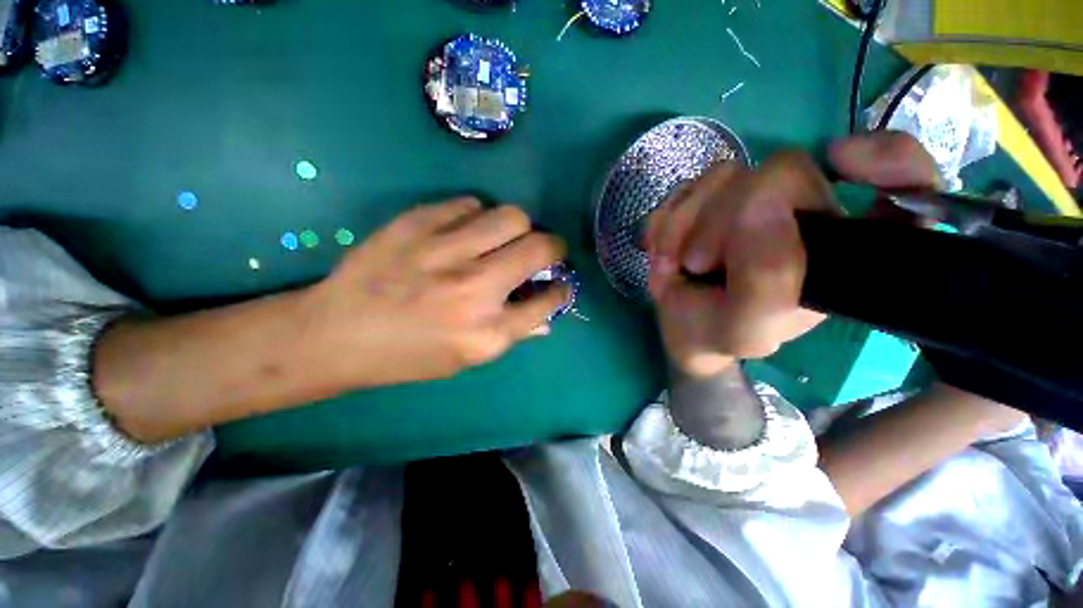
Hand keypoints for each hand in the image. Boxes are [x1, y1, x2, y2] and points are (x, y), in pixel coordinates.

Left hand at [305, 197, 569, 387]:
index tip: (560, 283)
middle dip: (554, 248)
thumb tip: (545, 316)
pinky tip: (467, 230)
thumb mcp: (465, 359)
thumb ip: (511, 334)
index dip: (561, 290)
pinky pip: (469, 204)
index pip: (548, 301)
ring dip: (519, 227)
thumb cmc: (407, 355)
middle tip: (544, 251)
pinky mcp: (417, 224)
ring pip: (511, 216)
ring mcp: (445, 252)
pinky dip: (478, 215)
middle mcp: (474, 289)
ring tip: (505, 238)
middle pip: (540, 248)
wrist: (336, 334)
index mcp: (487, 332)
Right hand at [646, 132, 937, 376]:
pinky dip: (666, 222)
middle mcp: (803, 213)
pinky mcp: (710, 198)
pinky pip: (685, 188)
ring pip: (723, 175)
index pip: (903, 185)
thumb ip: (766, 281)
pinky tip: (664, 251)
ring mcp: (750, 200)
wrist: (681, 325)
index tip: (842, 163)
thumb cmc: (719, 332)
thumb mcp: (747, 328)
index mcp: (836, 249)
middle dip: (724, 219)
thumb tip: (759, 205)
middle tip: (698, 263)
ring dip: (684, 225)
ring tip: (675, 264)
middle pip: (782, 170)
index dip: (890, 160)